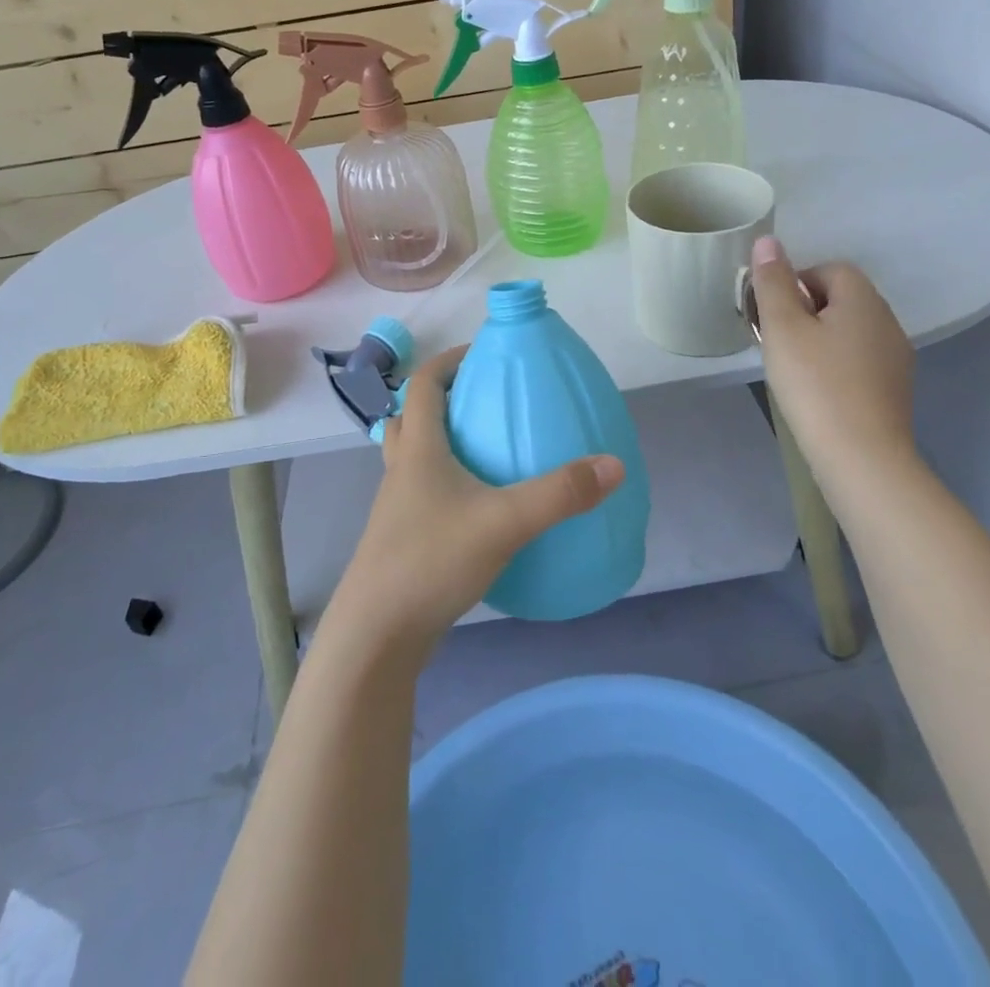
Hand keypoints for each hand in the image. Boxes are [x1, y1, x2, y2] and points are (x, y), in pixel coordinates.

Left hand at [322, 345, 625, 656]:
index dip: (450, 360)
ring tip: (486, 450)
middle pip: (413, 416)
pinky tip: (479, 508)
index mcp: (419, 449)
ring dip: (442, 442)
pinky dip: (446, 483)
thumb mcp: (504, 522)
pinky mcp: (402, 539)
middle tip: (486, 402)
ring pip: (414, 456)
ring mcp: (398, 507)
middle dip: (446, 400)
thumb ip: (560, 494)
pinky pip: (422, 492)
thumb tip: (613, 465)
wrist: (377, 635)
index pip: (425, 384)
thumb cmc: (431, 561)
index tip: (484, 355)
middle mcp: (402, 470)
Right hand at [750, 236, 917, 483]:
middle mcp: (887, 320)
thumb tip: (768, 241)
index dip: (795, 283)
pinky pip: (859, 358)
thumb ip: (773, 282)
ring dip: (820, 338)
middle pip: (841, 298)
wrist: (861, 456)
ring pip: (850, 329)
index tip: (773, 315)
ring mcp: (895, 356)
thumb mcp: (782, 328)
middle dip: (805, 310)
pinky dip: (836, 364)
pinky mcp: (893, 387)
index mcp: (862, 299)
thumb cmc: (816, 384)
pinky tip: (818, 391)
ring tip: (793, 367)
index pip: (828, 269)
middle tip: (777, 341)